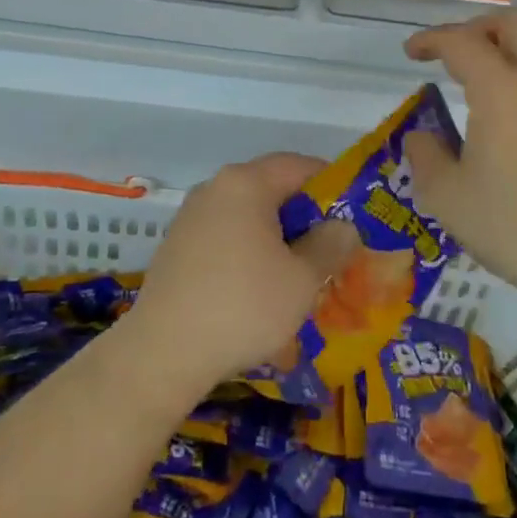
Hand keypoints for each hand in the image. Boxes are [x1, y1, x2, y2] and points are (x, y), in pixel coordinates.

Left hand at [128, 154, 359, 395]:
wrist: (164, 352)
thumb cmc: (243, 306)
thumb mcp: (302, 279)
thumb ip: (330, 245)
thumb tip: (342, 226)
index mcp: (246, 183)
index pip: (299, 165)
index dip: (331, 186)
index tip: (352, 216)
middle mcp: (215, 187)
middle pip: (271, 188)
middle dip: (304, 216)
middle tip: (330, 249)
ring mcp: (191, 216)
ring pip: (248, 214)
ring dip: (276, 237)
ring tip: (298, 274)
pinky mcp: (177, 245)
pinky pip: (225, 235)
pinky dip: (248, 250)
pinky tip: (258, 288)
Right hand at [402, 9, 516, 305]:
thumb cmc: (516, 226)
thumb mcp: (447, 197)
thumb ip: (425, 156)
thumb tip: (421, 135)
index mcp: (504, 89)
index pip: (462, 42)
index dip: (431, 40)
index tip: (412, 53)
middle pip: (513, 22)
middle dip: (476, 28)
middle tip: (453, 54)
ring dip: (513, 37)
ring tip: (490, 64)